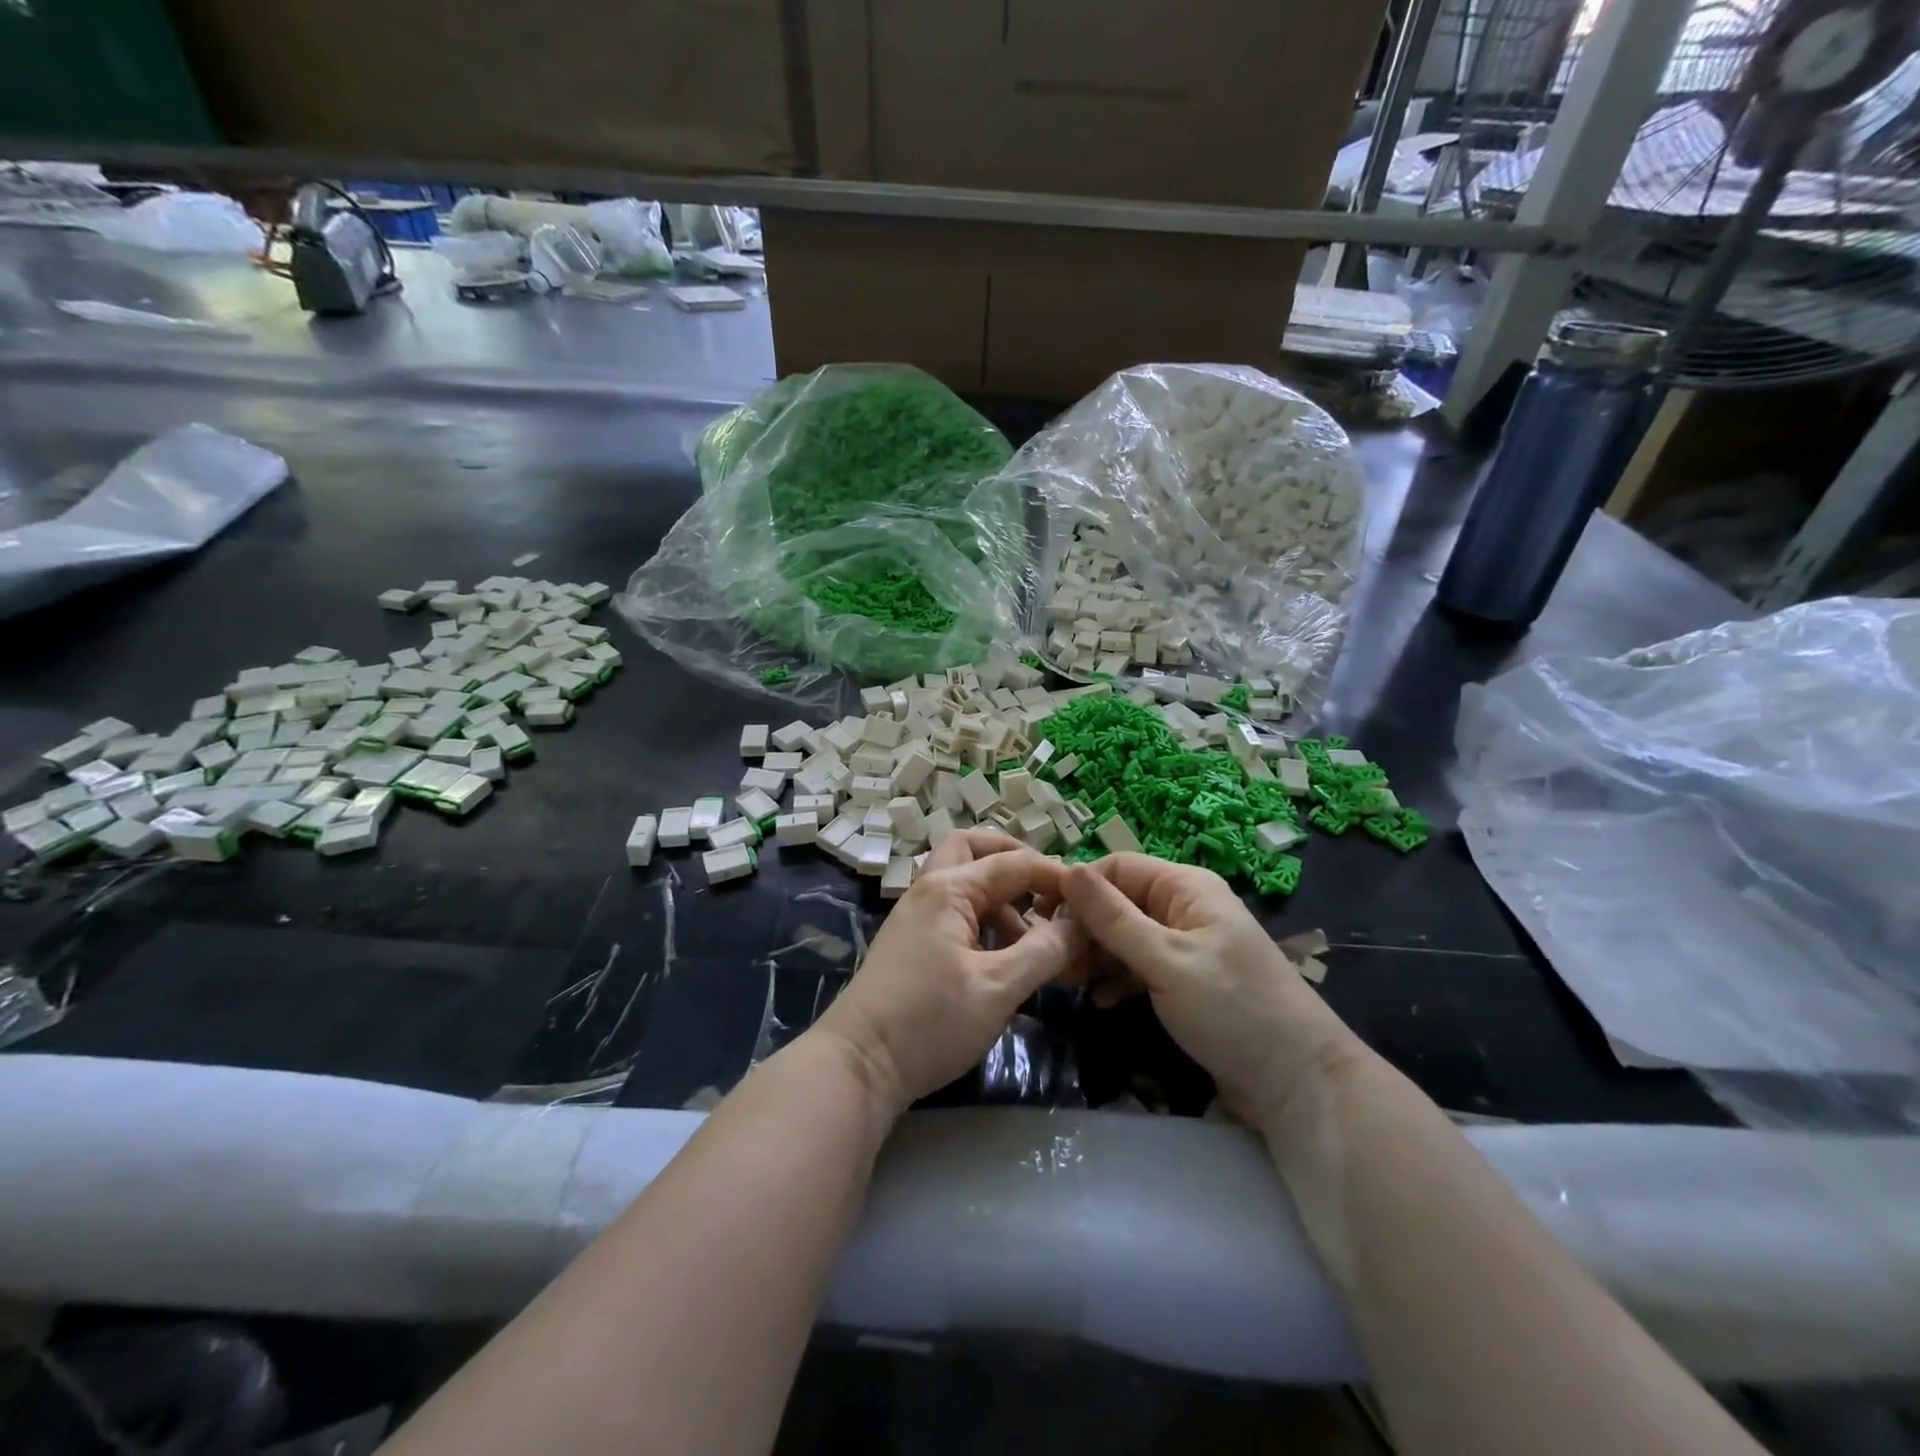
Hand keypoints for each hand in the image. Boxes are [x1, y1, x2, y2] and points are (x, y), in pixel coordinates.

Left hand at [816, 830, 1087, 1115]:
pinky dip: (985, 922)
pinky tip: (1007, 959)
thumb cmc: (930, 1022)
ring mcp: (917, 916)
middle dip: (1014, 862)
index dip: (1055, 876)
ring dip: (1002, 898)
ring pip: (965, 883)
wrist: (857, 1066)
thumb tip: (1081, 924)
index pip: (1013, 862)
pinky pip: (956, 913)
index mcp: (948, 888)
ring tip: (1036, 940)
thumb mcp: (998, 988)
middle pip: (974, 850)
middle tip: (1048, 890)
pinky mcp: (913, 943)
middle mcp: (929, 890)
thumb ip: (1045, 951)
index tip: (1091, 901)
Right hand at [1060, 854, 1359, 1124]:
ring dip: (1098, 955)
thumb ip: (1114, 918)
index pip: (1117, 868)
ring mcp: (1187, 943)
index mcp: (1185, 887)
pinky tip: (1103, 1001)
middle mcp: (1184, 907)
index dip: (1078, 889)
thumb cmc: (1232, 1010)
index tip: (1043, 921)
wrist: (1299, 1082)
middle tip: (1055, 963)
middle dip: (1085, 928)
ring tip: (1070, 984)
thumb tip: (1067, 869)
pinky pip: (1141, 964)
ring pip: (1126, 935)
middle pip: (1119, 902)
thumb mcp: (1166, 962)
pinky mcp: (1187, 978)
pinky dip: (1119, 977)